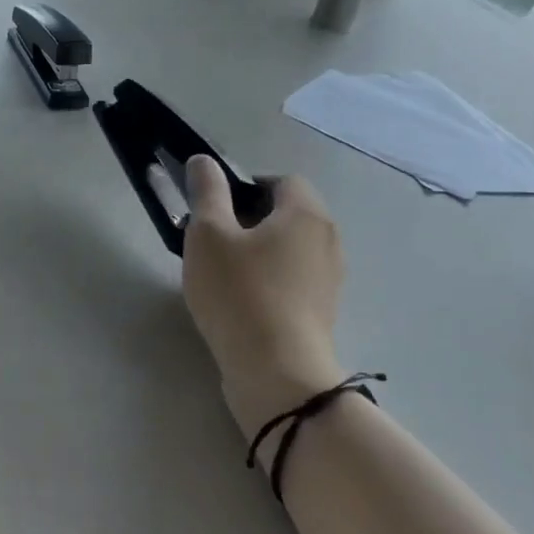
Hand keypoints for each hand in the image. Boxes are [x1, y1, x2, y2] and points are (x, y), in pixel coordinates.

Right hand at [181, 157, 345, 438]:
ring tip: (222, 272)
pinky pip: (293, 278)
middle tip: (212, 238)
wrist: (276, 372)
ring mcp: (329, 279)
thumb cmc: (239, 292)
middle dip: (249, 218)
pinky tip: (240, 300)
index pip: (282, 180)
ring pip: (290, 247)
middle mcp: (327, 240)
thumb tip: (204, 161)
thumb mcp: (208, 234)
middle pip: (288, 213)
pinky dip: (269, 278)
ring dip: (258, 250)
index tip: (215, 208)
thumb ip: (206, 191)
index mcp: (305, 213)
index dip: (246, 185)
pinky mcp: (321, 311)